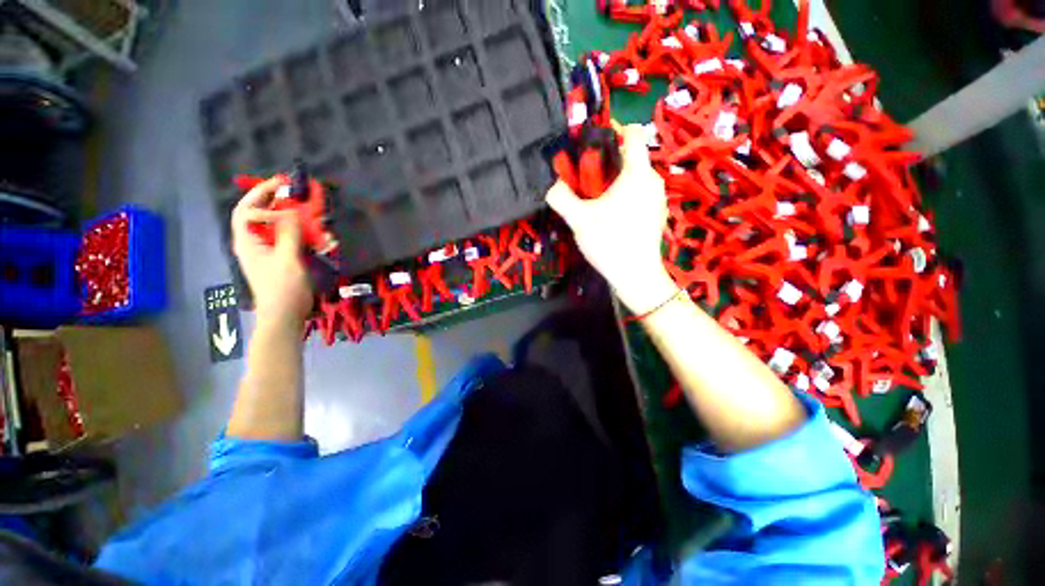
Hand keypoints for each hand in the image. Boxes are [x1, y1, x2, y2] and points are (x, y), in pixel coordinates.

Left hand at [231, 177, 313, 327]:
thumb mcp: (286, 259)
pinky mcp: (282, 259)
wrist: (285, 314)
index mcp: (248, 241)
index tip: (283, 186)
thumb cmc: (283, 288)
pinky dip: (303, 235)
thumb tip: (291, 210)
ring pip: (279, 227)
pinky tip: (319, 237)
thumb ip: (288, 233)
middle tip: (298, 194)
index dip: (261, 194)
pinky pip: (291, 240)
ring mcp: (269, 252)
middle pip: (262, 215)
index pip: (246, 209)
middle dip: (280, 203)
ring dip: (296, 220)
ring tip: (313, 216)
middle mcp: (255, 243)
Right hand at [547, 123, 676, 313]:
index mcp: (637, 173)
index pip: (632, 133)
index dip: (611, 133)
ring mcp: (658, 198)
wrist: (636, 276)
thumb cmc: (610, 242)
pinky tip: (612, 219)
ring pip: (633, 178)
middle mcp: (652, 180)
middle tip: (586, 184)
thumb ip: (562, 197)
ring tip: (597, 204)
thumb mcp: (579, 219)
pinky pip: (639, 194)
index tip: (592, 150)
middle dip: (606, 165)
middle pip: (629, 158)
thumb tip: (553, 186)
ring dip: (614, 183)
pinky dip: (624, 197)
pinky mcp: (657, 214)